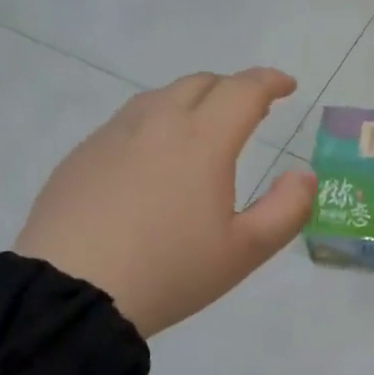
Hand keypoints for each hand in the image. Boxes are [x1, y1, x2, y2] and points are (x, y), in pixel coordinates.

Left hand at [15, 69, 315, 338]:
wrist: (70, 293)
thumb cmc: (170, 271)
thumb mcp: (245, 251)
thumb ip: (287, 209)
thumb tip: (304, 175)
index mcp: (203, 140)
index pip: (244, 90)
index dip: (270, 81)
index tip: (287, 86)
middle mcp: (157, 123)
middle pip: (201, 83)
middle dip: (232, 88)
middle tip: (250, 109)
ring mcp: (113, 135)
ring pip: (160, 97)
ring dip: (191, 101)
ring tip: (202, 129)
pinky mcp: (81, 155)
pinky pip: (127, 122)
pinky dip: (154, 124)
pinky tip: (152, 160)